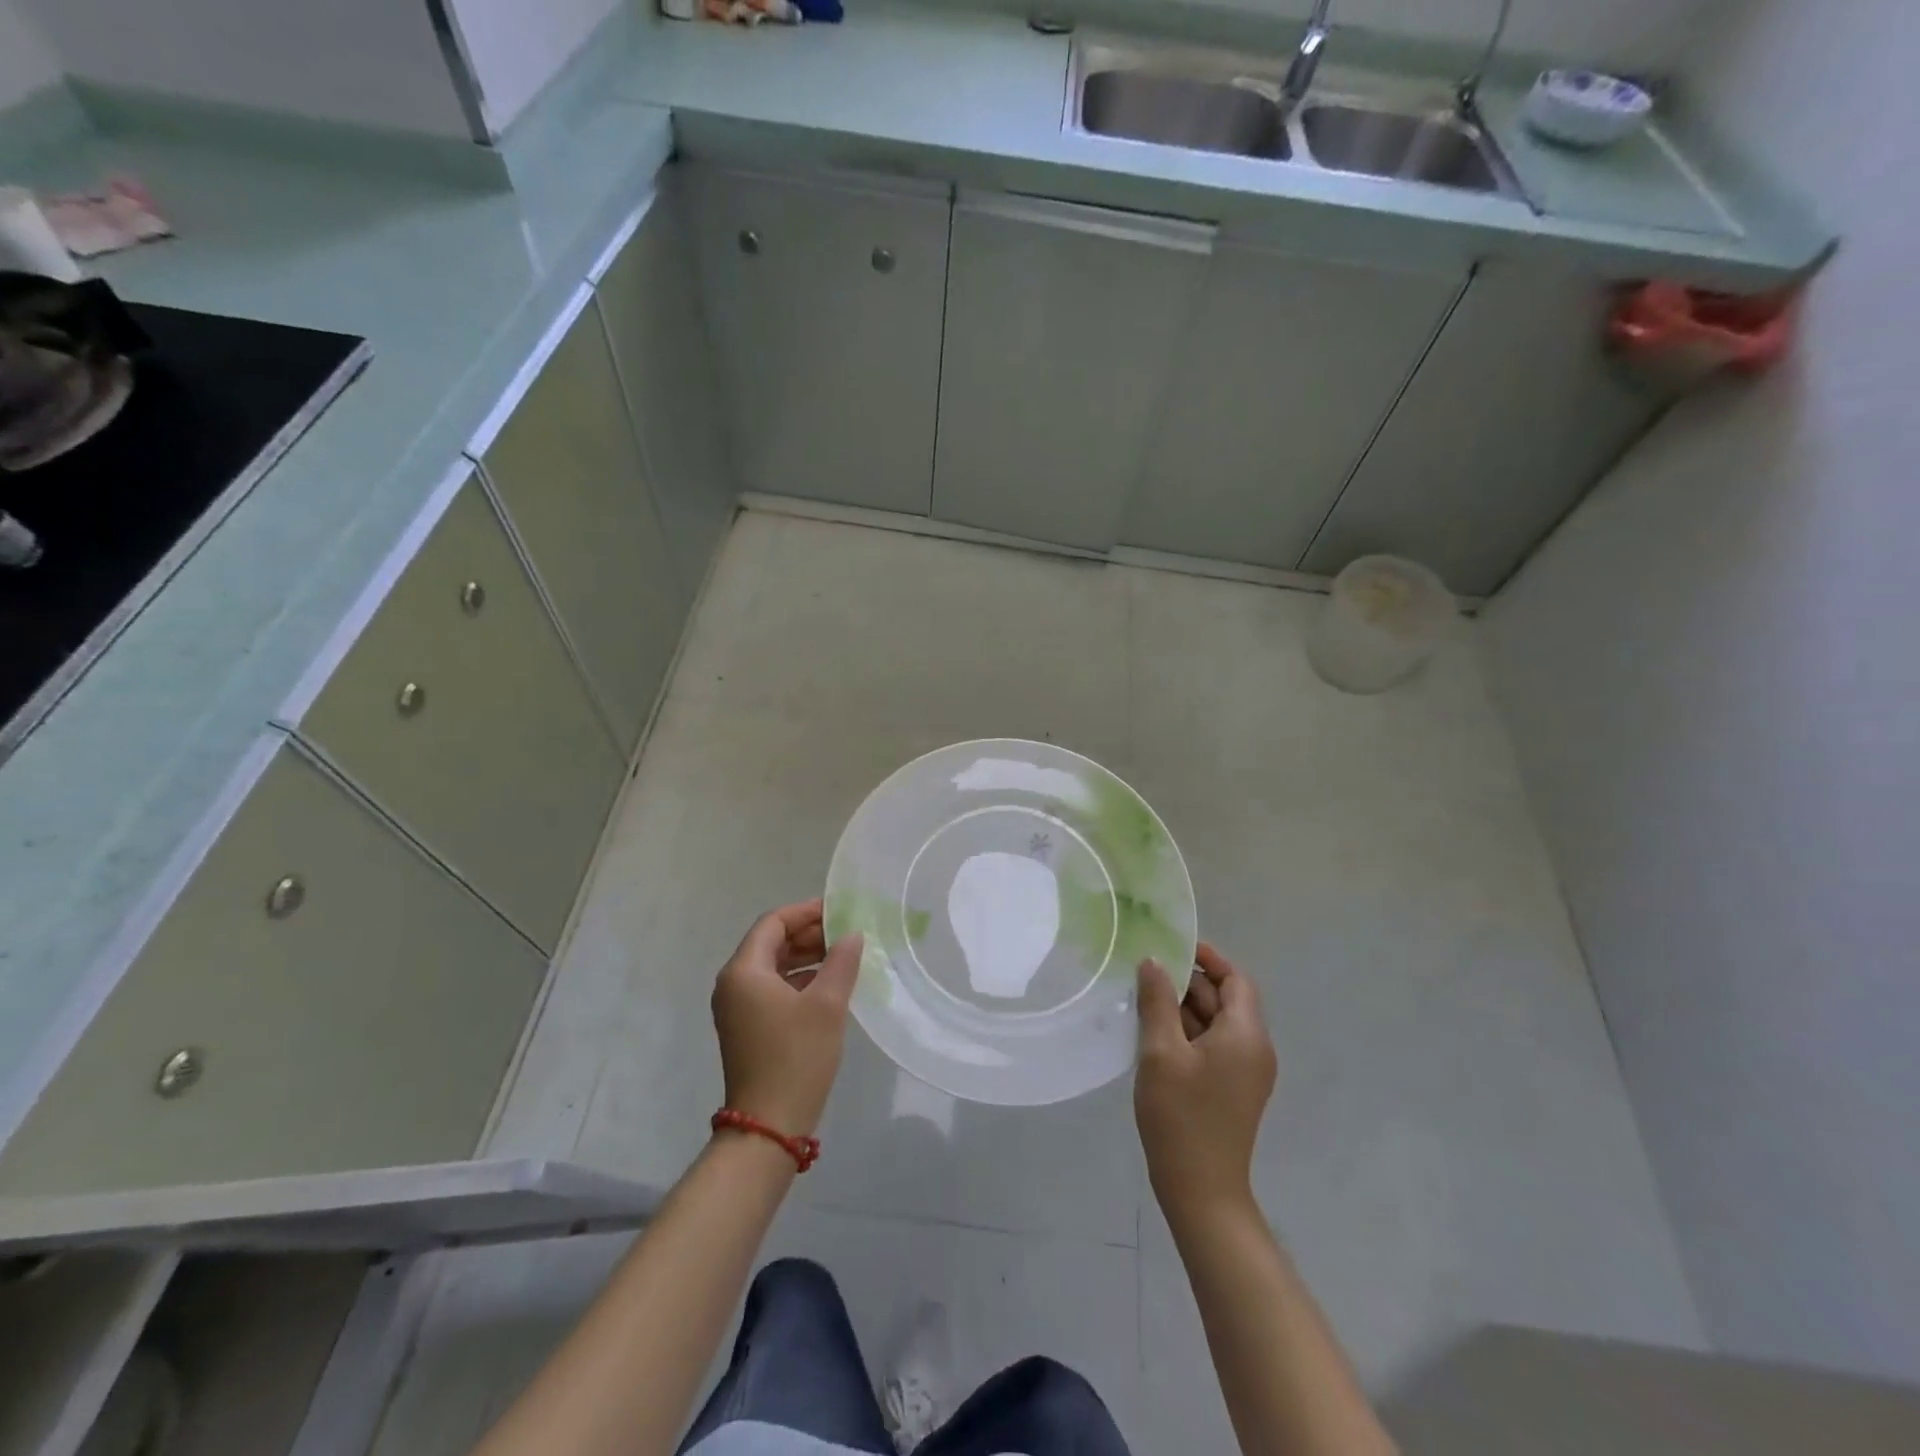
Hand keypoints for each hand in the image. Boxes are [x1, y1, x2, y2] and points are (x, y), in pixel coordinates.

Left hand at [711, 899, 863, 1137]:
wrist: (769, 1125)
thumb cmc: (796, 1057)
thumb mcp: (827, 1004)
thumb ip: (841, 961)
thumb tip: (852, 935)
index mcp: (744, 971)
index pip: (773, 923)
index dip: (806, 912)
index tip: (839, 910)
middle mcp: (733, 984)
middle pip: (771, 943)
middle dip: (808, 934)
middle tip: (846, 933)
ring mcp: (737, 1008)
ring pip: (773, 967)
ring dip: (806, 957)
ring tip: (844, 956)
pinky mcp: (747, 1028)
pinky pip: (773, 989)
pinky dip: (799, 980)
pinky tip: (829, 986)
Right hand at [1135, 943, 1277, 1218]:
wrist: (1201, 1191)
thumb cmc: (1182, 1116)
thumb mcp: (1161, 1052)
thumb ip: (1158, 1001)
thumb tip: (1154, 961)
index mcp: (1246, 1034)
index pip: (1236, 979)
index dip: (1208, 957)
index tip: (1172, 946)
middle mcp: (1253, 1048)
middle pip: (1225, 999)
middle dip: (1188, 982)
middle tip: (1145, 972)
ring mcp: (1244, 1071)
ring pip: (1215, 1023)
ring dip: (1183, 1007)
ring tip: (1142, 998)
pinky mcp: (1231, 1088)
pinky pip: (1211, 1045)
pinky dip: (1186, 1031)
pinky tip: (1153, 1033)